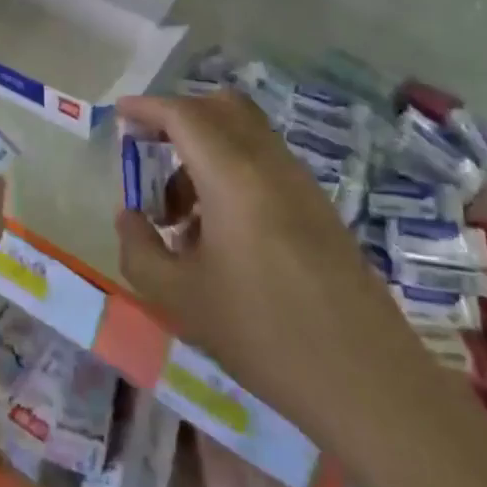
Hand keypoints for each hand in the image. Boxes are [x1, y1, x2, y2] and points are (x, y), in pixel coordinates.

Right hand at [114, 91, 394, 437]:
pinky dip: (231, 172)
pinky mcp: (318, 207)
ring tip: (179, 216)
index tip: (120, 115)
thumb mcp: (180, 298)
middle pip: (222, 108)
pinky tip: (218, 234)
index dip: (148, 107)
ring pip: (245, 135)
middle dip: (179, 119)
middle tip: (149, 154)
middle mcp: (270, 164)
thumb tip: (129, 216)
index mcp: (234, 175)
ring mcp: (301, 183)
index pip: (185, 115)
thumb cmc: (264, 334)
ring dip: (205, 151)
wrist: (366, 380)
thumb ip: (139, 249)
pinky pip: (265, 163)